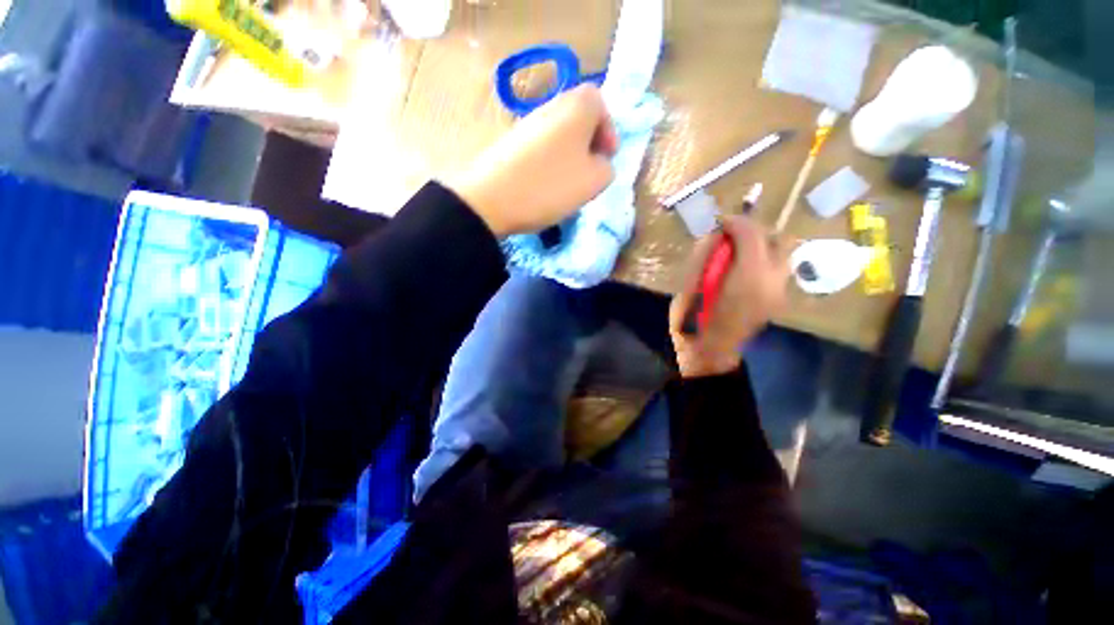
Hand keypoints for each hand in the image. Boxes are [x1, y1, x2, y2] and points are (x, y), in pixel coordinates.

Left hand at [447, 85, 618, 236]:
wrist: (492, 198)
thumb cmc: (550, 185)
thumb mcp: (594, 181)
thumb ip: (606, 167)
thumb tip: (598, 162)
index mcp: (576, 106)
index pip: (600, 103)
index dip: (608, 130)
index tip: (607, 157)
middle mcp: (551, 106)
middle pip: (578, 118)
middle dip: (589, 145)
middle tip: (591, 171)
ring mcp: (527, 123)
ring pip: (559, 135)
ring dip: (570, 156)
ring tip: (568, 183)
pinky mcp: (511, 142)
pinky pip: (541, 147)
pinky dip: (550, 162)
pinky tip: (546, 185)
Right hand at [669, 216, 791, 377]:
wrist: (711, 349)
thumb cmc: (694, 318)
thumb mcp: (690, 285)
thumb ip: (703, 256)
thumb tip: (714, 235)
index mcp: (746, 277)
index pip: (751, 235)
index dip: (736, 223)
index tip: (720, 223)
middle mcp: (771, 280)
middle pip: (776, 238)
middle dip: (754, 231)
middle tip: (732, 236)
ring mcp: (779, 290)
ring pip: (783, 252)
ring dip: (762, 244)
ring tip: (740, 250)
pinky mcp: (779, 298)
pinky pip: (779, 267)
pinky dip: (765, 260)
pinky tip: (746, 268)